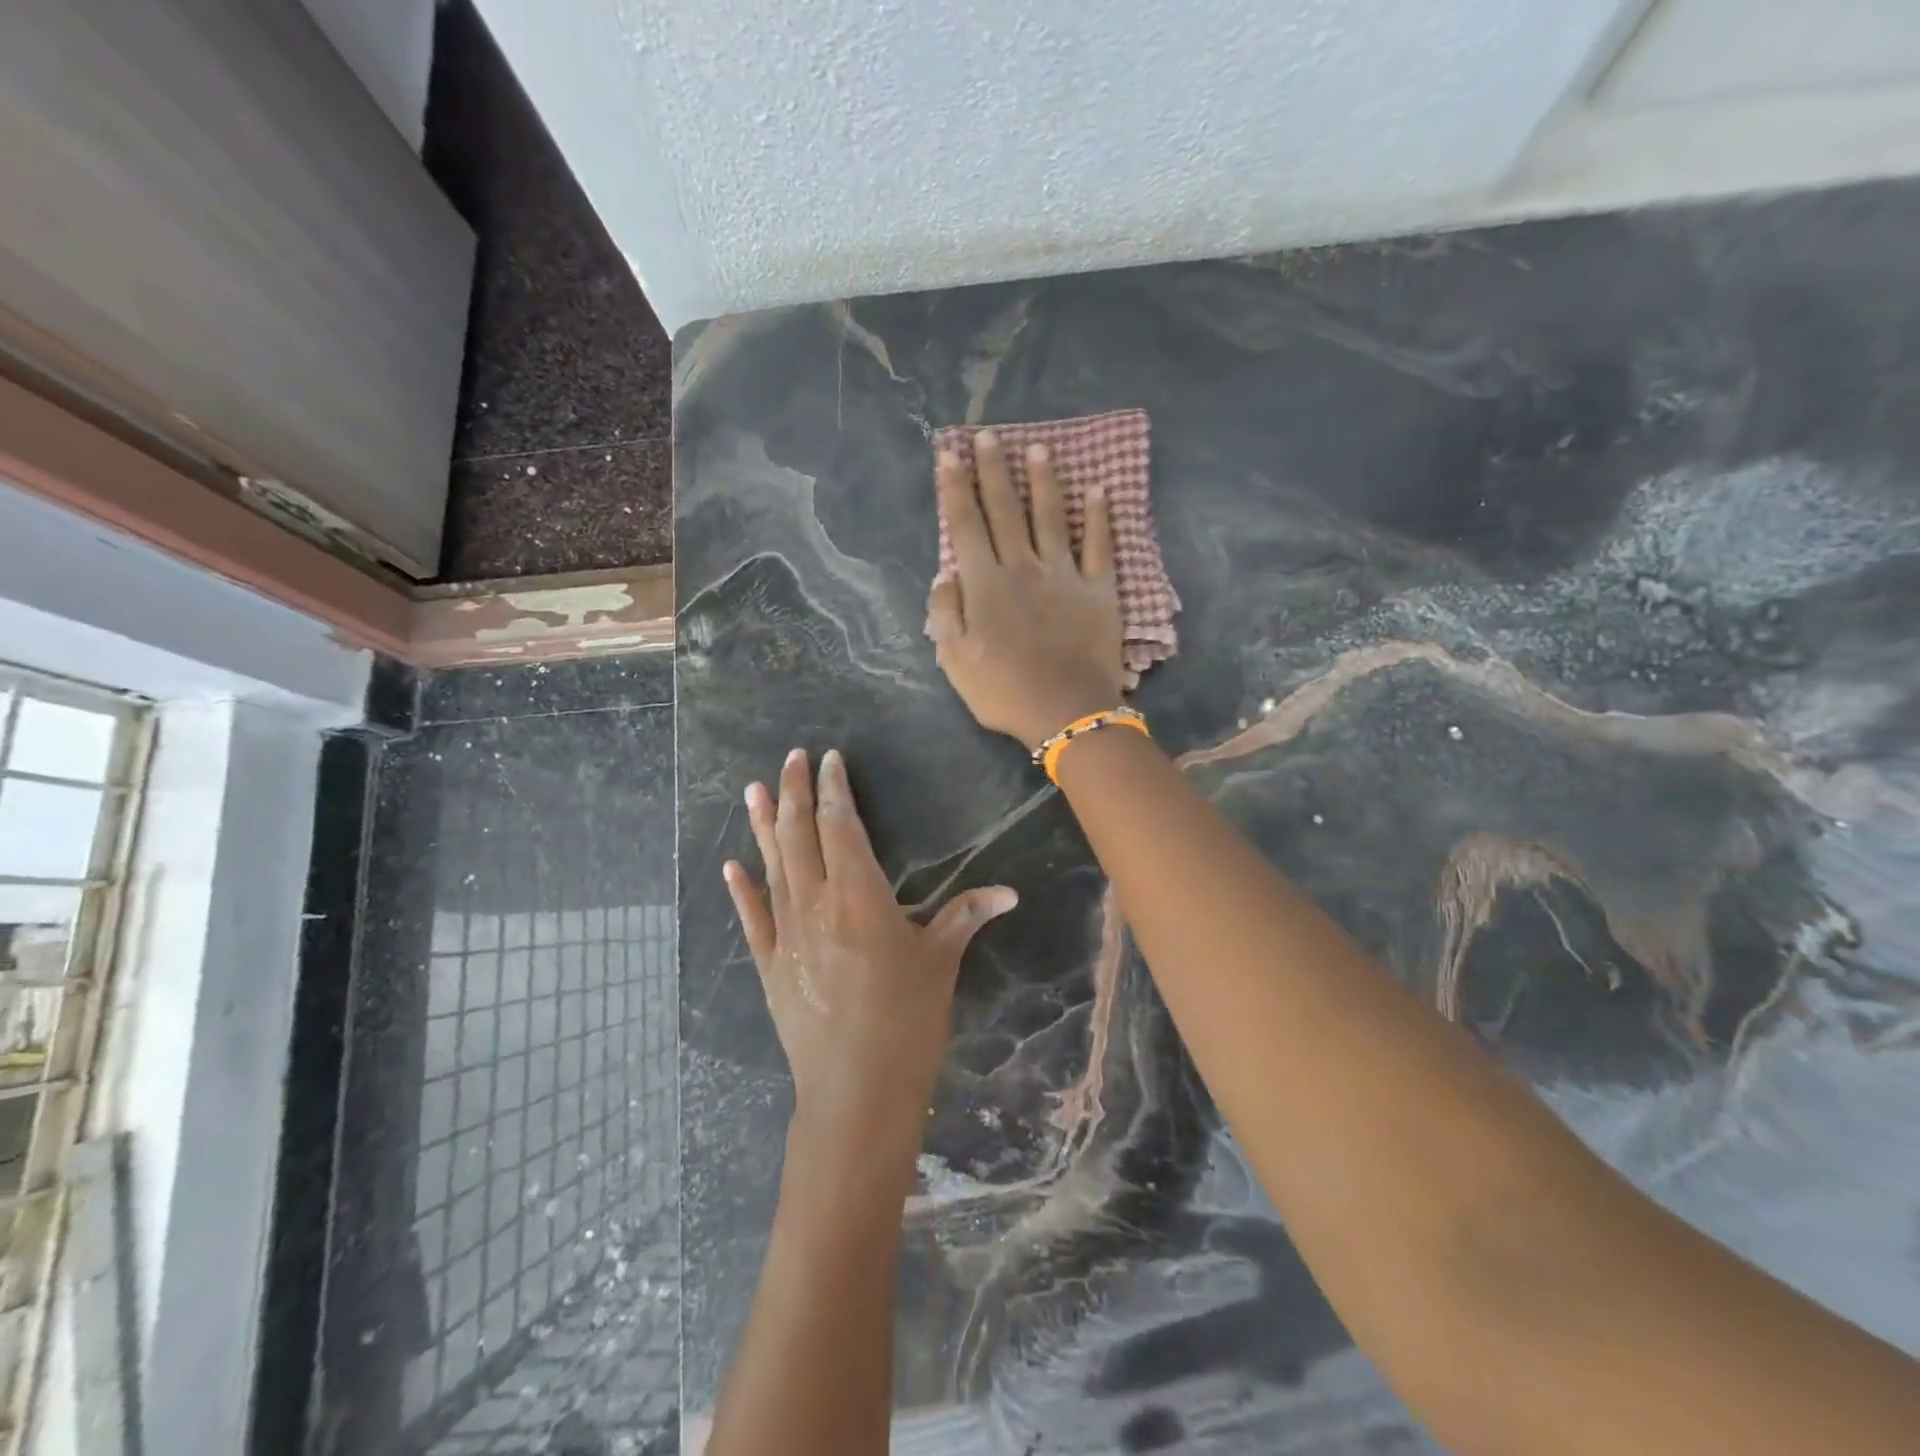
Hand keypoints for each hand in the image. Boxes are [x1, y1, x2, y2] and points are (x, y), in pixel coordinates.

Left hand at [724, 747, 1017, 1159]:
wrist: (856, 1091)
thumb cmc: (907, 1020)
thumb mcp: (941, 961)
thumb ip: (967, 915)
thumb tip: (1010, 892)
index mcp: (859, 894)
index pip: (840, 825)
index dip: (834, 789)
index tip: (829, 760)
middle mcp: (815, 903)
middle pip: (799, 834)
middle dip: (794, 791)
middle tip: (791, 756)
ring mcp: (786, 934)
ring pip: (771, 865)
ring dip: (762, 824)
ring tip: (753, 787)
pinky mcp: (769, 965)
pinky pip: (752, 917)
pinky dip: (741, 889)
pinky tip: (731, 864)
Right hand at [927, 430, 1126, 749]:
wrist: (1066, 712)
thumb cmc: (1004, 691)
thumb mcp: (955, 661)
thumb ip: (945, 613)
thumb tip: (944, 575)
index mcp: (985, 584)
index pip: (966, 525)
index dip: (956, 487)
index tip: (950, 453)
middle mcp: (1022, 567)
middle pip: (1006, 509)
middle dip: (995, 470)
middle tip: (989, 436)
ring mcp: (1064, 575)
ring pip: (1051, 517)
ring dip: (1044, 481)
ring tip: (1039, 449)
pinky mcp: (1099, 589)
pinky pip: (1099, 546)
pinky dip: (1100, 516)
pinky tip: (1100, 489)